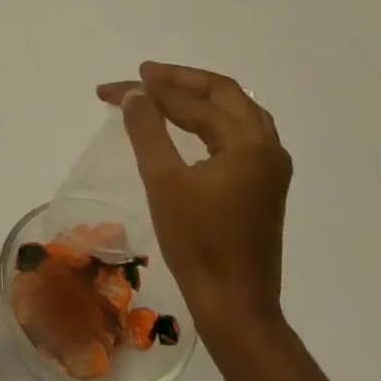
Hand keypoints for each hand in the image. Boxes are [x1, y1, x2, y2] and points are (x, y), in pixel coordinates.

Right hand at [97, 62, 291, 343]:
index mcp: (248, 142)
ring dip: (198, 96)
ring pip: (236, 110)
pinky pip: (239, 131)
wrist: (236, 304)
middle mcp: (268, 145)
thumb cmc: (197, 243)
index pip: (190, 102)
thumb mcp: (163, 181)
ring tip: (161, 91)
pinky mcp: (265, 184)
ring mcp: (271, 166)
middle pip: (223, 93)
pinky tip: (189, 124)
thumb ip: (147, 130)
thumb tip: (134, 94)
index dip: (148, 90)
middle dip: (179, 81)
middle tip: (141, 76)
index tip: (110, 89)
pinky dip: (211, 117)